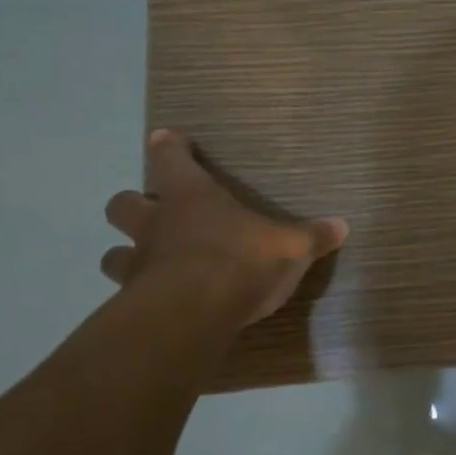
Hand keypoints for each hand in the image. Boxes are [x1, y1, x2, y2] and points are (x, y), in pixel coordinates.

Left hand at [99, 129, 347, 331]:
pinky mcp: (133, 304)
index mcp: (191, 197)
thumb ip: (313, 237)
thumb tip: (342, 226)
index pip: (169, 158)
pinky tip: (159, 306)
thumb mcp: (290, 247)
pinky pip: (127, 295)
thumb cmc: (240, 261)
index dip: (169, 147)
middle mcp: (156, 224)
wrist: (193, 315)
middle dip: (133, 205)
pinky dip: (139, 297)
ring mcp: (139, 265)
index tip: (166, 139)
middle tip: (154, 213)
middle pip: (123, 204)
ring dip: (127, 255)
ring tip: (149, 264)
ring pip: (113, 254)